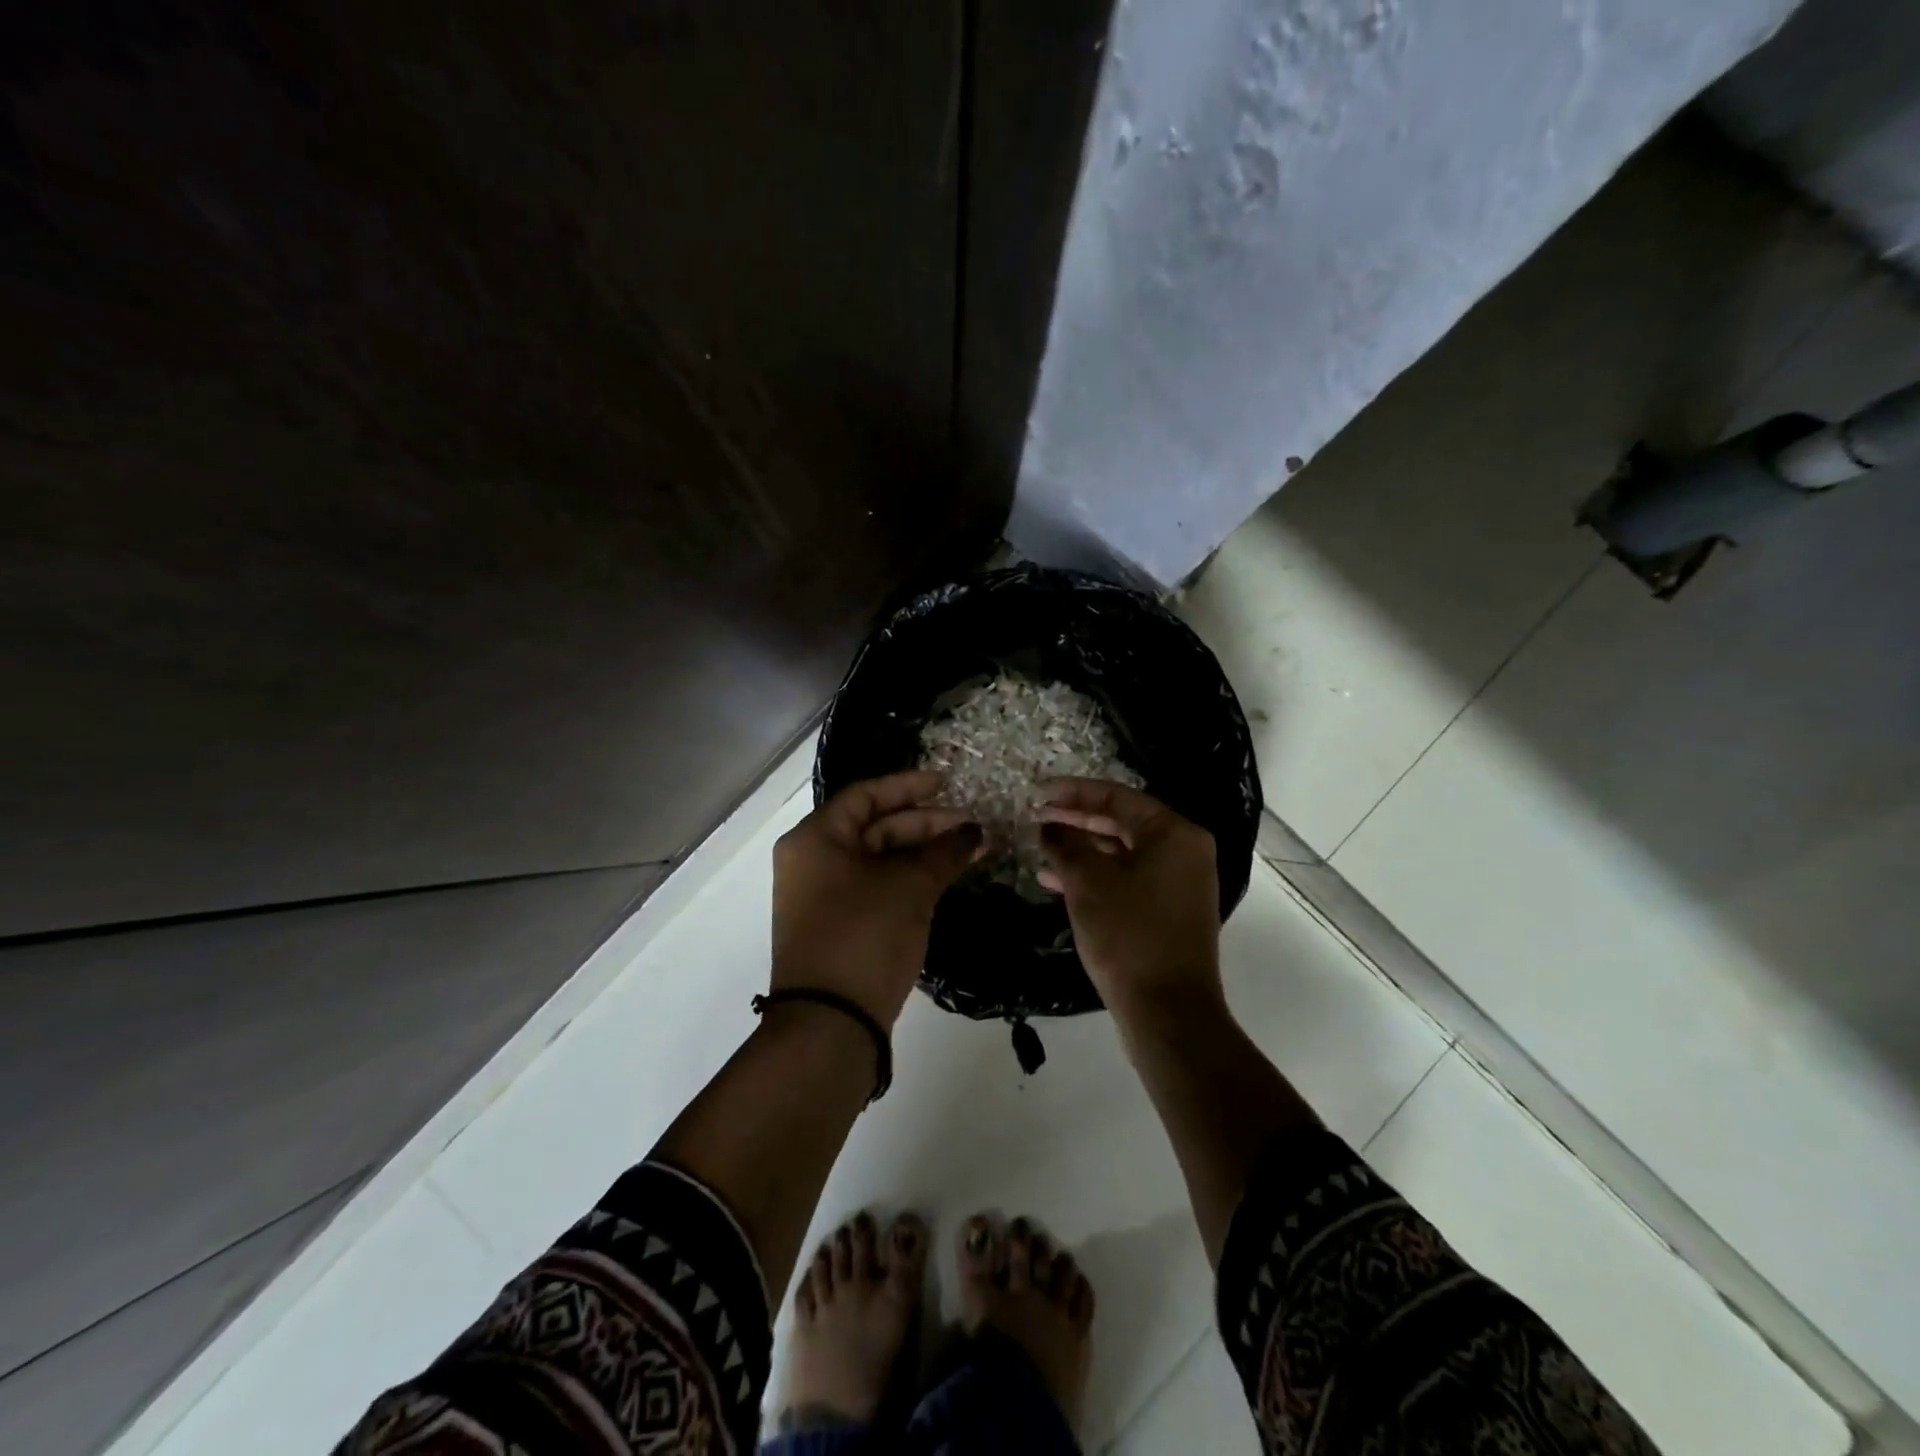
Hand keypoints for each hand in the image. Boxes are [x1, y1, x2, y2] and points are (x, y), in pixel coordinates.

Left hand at [772, 770, 980, 1027]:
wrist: (831, 1022)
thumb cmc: (864, 935)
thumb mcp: (909, 888)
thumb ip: (944, 853)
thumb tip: (976, 832)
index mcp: (816, 838)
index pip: (866, 796)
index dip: (909, 786)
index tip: (948, 784)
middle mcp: (812, 860)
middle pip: (874, 827)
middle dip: (925, 824)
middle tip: (971, 826)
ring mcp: (823, 896)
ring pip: (879, 860)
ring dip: (923, 854)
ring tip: (970, 850)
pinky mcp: (838, 925)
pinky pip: (877, 887)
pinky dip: (910, 880)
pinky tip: (946, 878)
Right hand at [1039, 779, 1223, 1023]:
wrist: (1167, 1011)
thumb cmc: (1128, 934)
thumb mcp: (1087, 882)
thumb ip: (1065, 844)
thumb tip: (1049, 826)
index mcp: (1174, 833)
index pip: (1117, 797)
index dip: (1073, 792)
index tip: (1038, 792)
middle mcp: (1184, 851)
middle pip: (1121, 823)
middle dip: (1076, 821)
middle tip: (1037, 817)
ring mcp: (1179, 883)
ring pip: (1122, 853)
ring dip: (1081, 850)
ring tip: (1040, 848)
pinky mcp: (1169, 911)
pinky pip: (1128, 879)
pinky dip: (1096, 876)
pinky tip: (1057, 882)